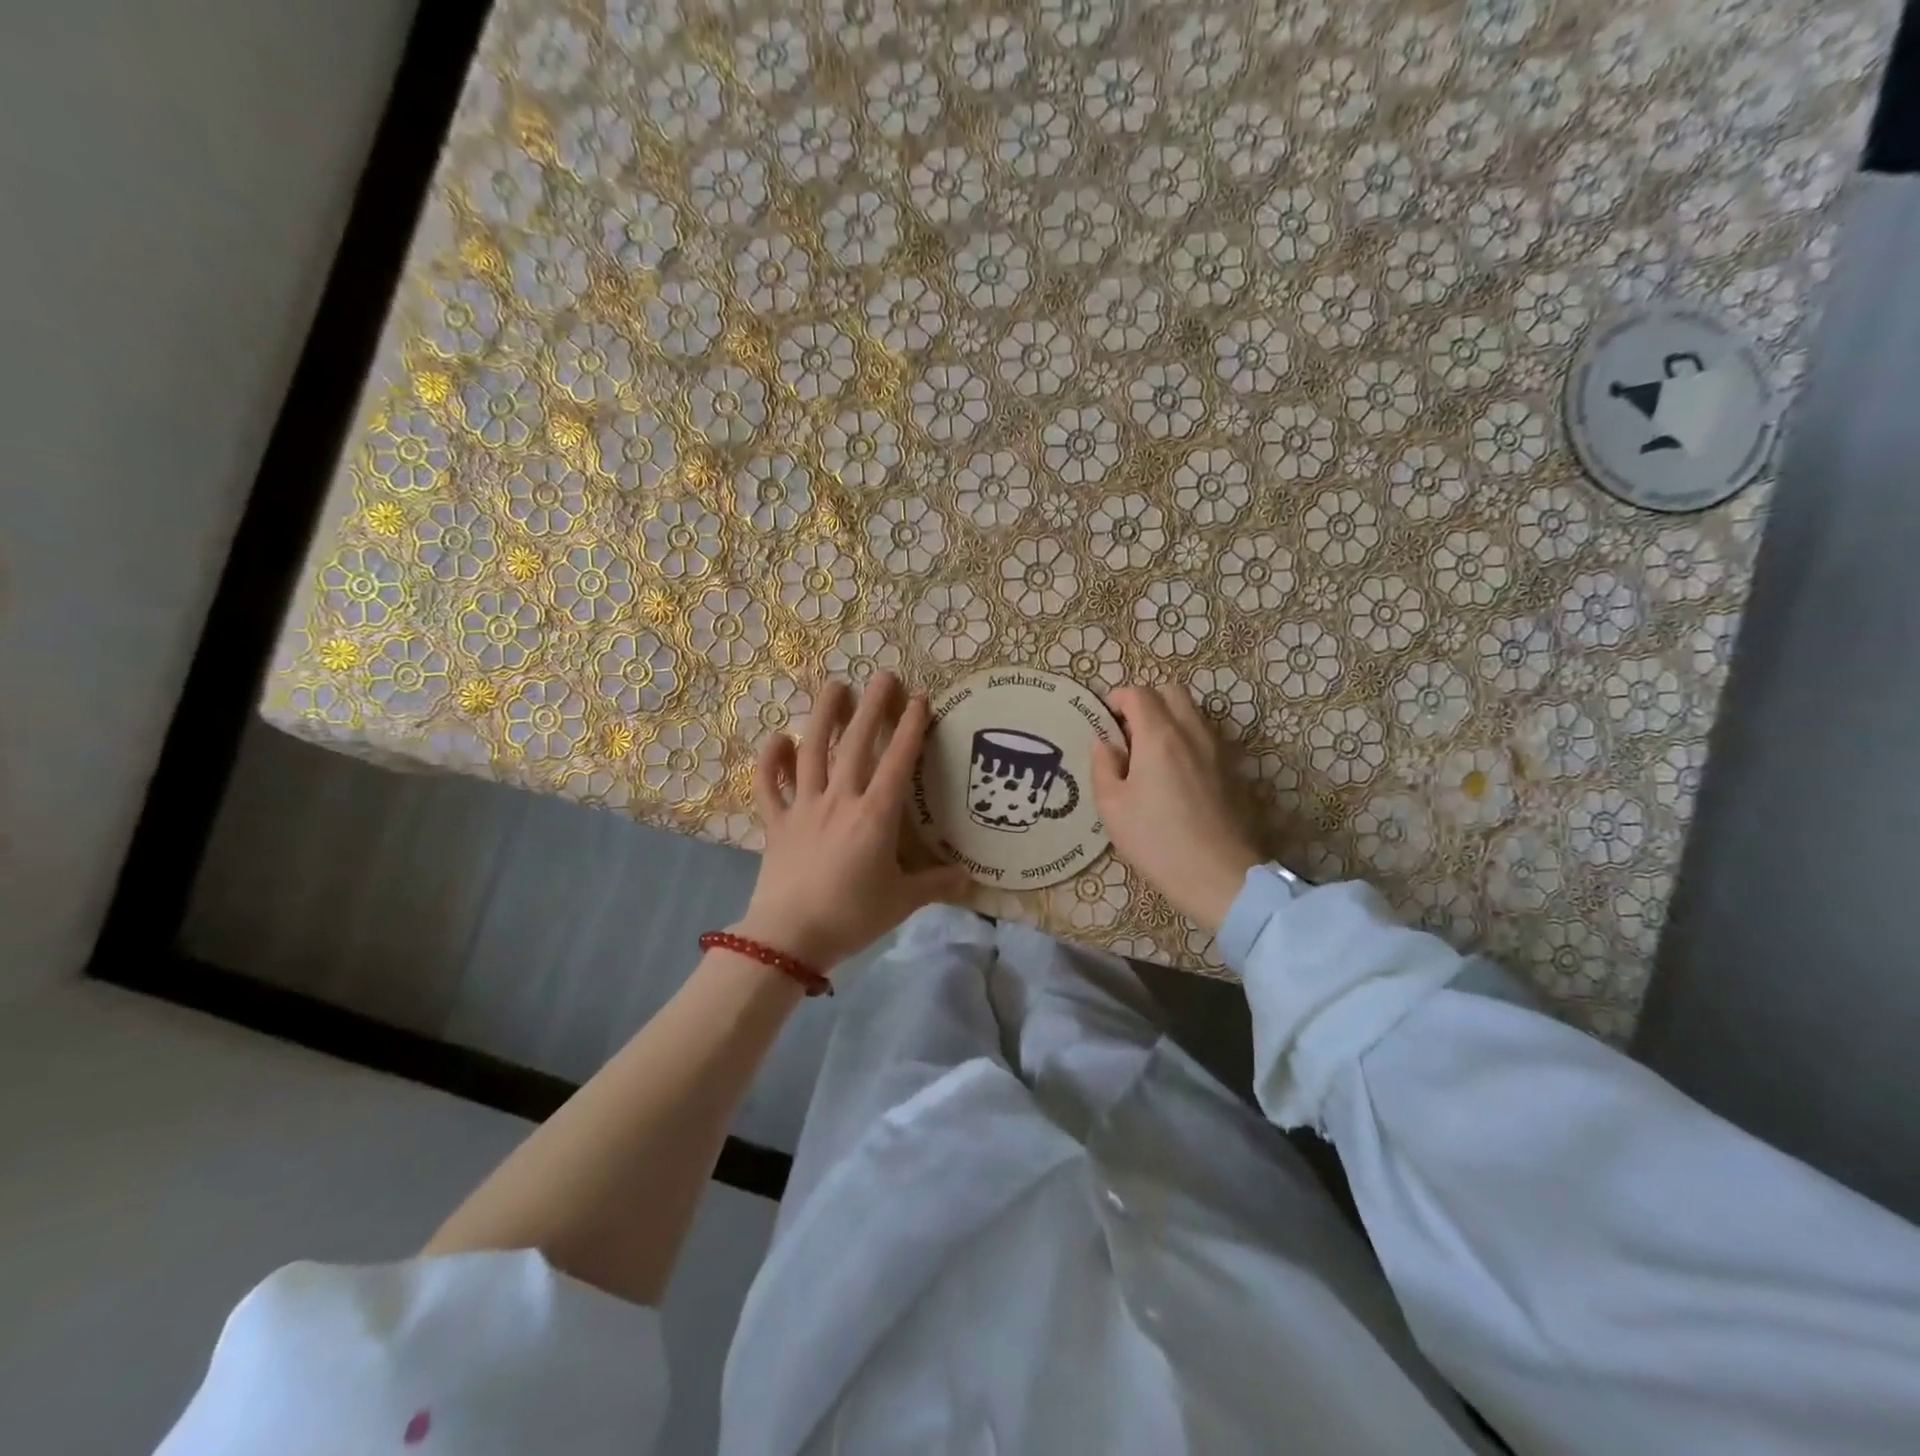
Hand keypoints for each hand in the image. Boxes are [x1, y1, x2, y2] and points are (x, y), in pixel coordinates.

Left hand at [738, 674, 970, 968]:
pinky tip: (778, 738)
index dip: (910, 727)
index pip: (898, 760)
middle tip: (883, 676)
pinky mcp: (776, 822)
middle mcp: (840, 799)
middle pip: (856, 743)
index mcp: (875, 814)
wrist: (789, 938)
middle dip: (871, 707)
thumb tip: (969, 879)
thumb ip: (935, 884)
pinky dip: (770, 760)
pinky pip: (769, 785)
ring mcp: (803, 807)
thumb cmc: (852, 916)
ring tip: (833, 686)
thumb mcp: (902, 902)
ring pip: (812, 751)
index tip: (919, 699)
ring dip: (823, 715)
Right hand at [1092, 685, 1261, 933]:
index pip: (1138, 693)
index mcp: (1159, 736)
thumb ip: (1103, 766)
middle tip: (1128, 732)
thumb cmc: (1156, 840)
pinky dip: (1186, 738)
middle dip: (1146, 701)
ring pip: (1192, 712)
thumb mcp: (1111, 807)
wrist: (1219, 875)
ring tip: (1150, 753)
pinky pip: (1205, 735)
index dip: (1117, 699)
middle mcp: (1191, 732)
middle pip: (1171, 692)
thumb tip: (1105, 743)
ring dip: (1168, 718)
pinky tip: (1174, 773)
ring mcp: (1217, 749)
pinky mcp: (1231, 769)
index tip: (1104, 720)